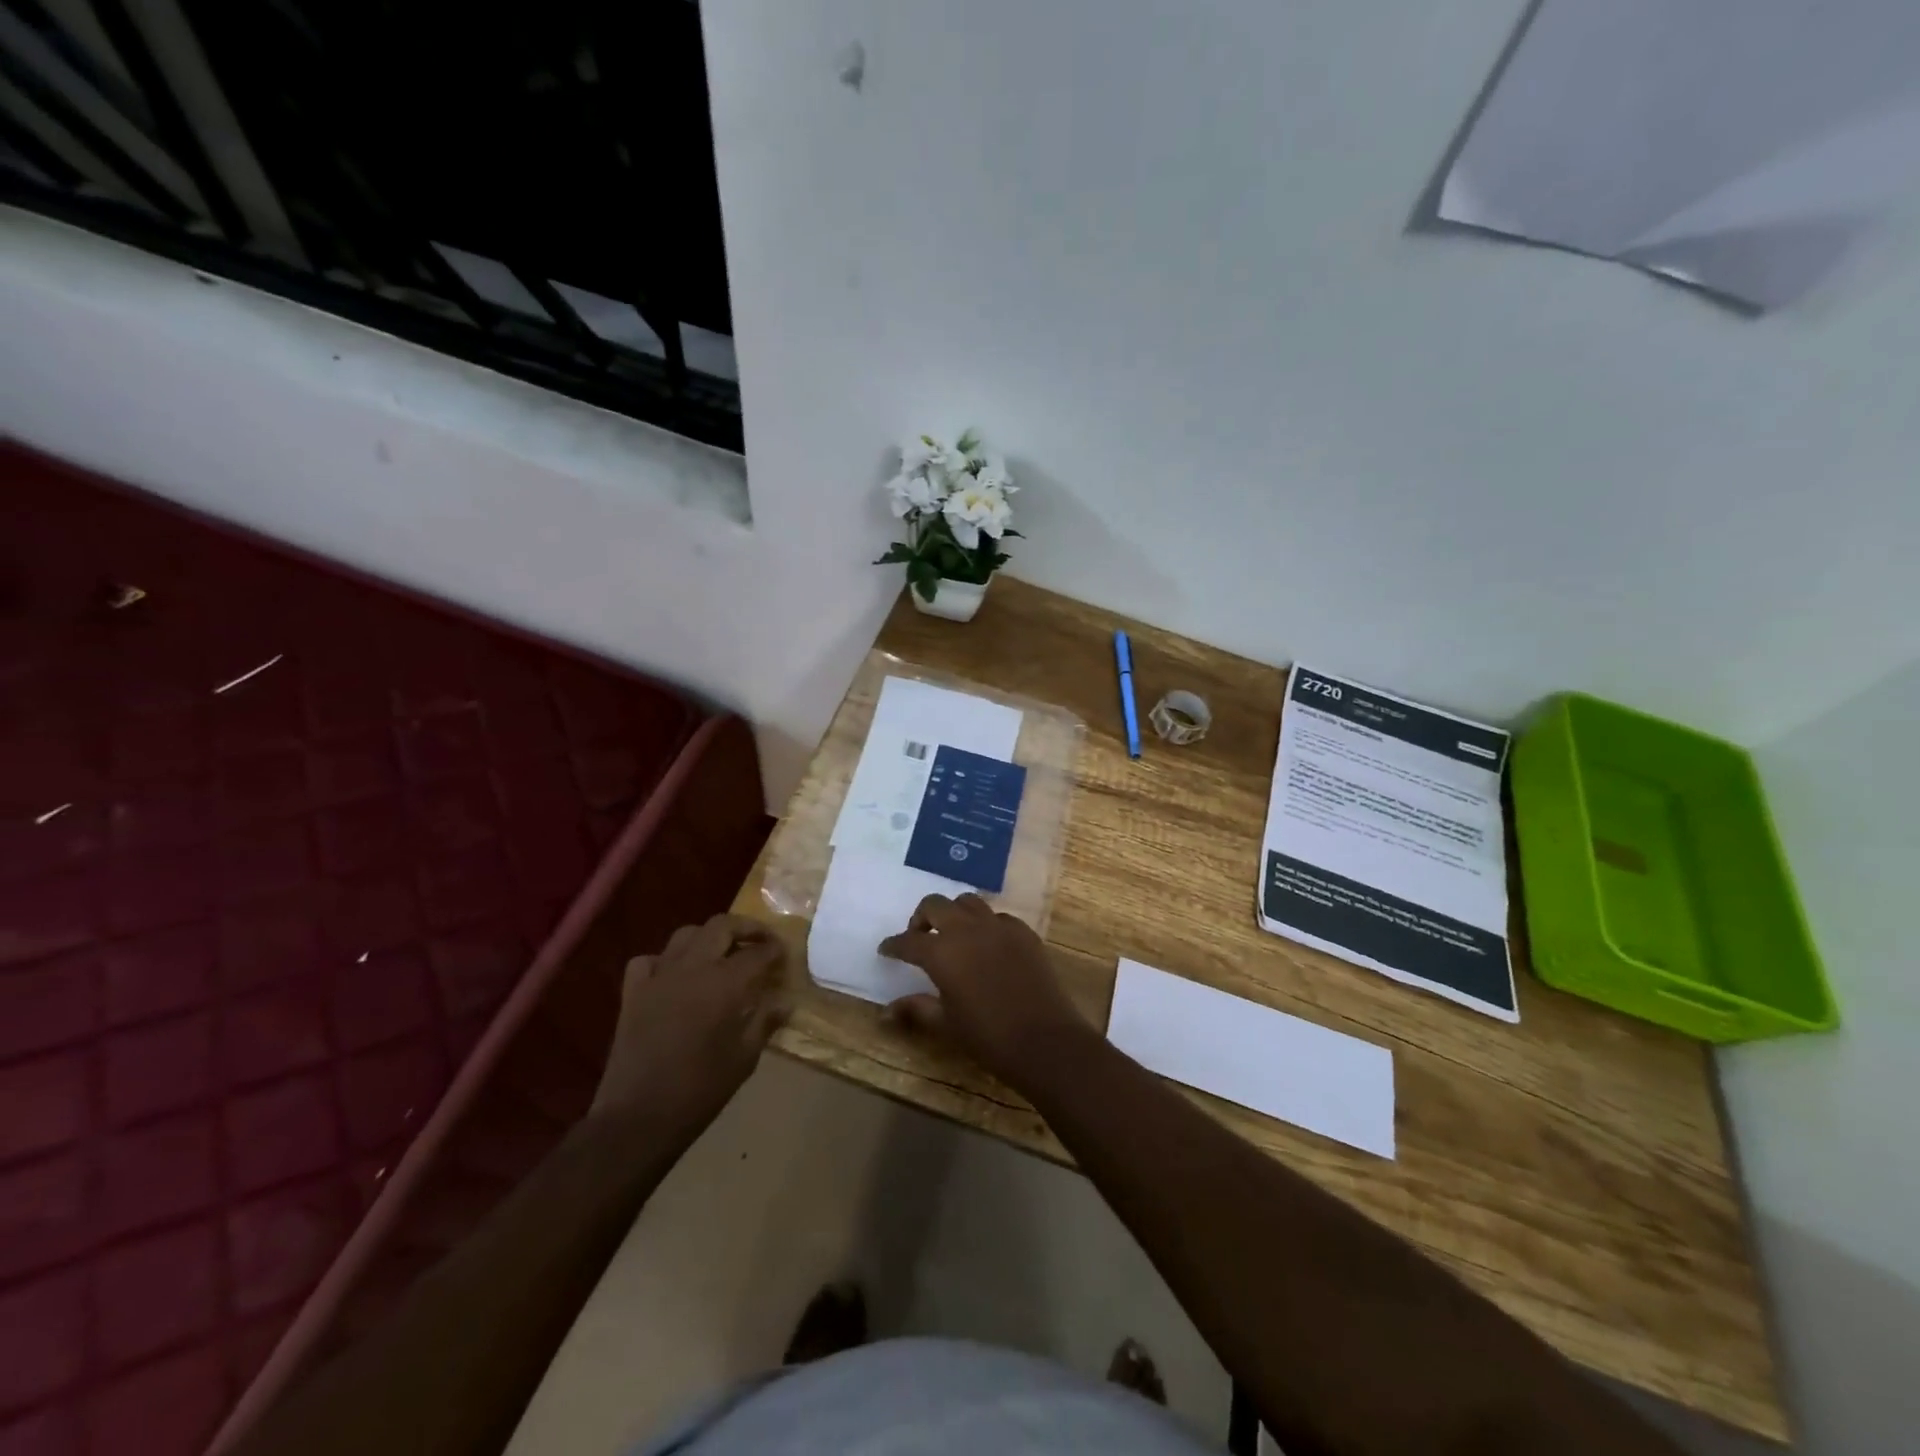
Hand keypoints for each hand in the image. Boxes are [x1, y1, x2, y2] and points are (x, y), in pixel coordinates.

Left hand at [591, 915, 791, 1136]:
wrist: (639, 1117)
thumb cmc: (700, 1090)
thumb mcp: (744, 1058)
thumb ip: (765, 1021)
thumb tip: (784, 1001)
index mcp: (725, 983)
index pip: (758, 952)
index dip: (775, 950)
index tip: (784, 955)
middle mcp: (692, 968)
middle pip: (722, 926)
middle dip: (747, 929)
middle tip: (761, 942)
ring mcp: (659, 976)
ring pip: (687, 934)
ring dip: (709, 937)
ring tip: (722, 953)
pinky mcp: (633, 992)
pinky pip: (650, 960)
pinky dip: (666, 960)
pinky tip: (675, 976)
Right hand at [879, 894, 1091, 1089]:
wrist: (1045, 1040)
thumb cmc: (989, 1037)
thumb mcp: (946, 1025)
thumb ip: (916, 1010)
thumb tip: (885, 1012)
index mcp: (942, 952)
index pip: (908, 941)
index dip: (894, 945)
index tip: (886, 949)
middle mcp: (967, 929)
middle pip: (935, 904)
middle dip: (921, 917)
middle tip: (920, 937)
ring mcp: (999, 926)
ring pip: (968, 902)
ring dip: (954, 913)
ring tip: (953, 935)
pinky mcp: (1023, 932)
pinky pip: (997, 917)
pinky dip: (985, 925)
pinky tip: (988, 946)